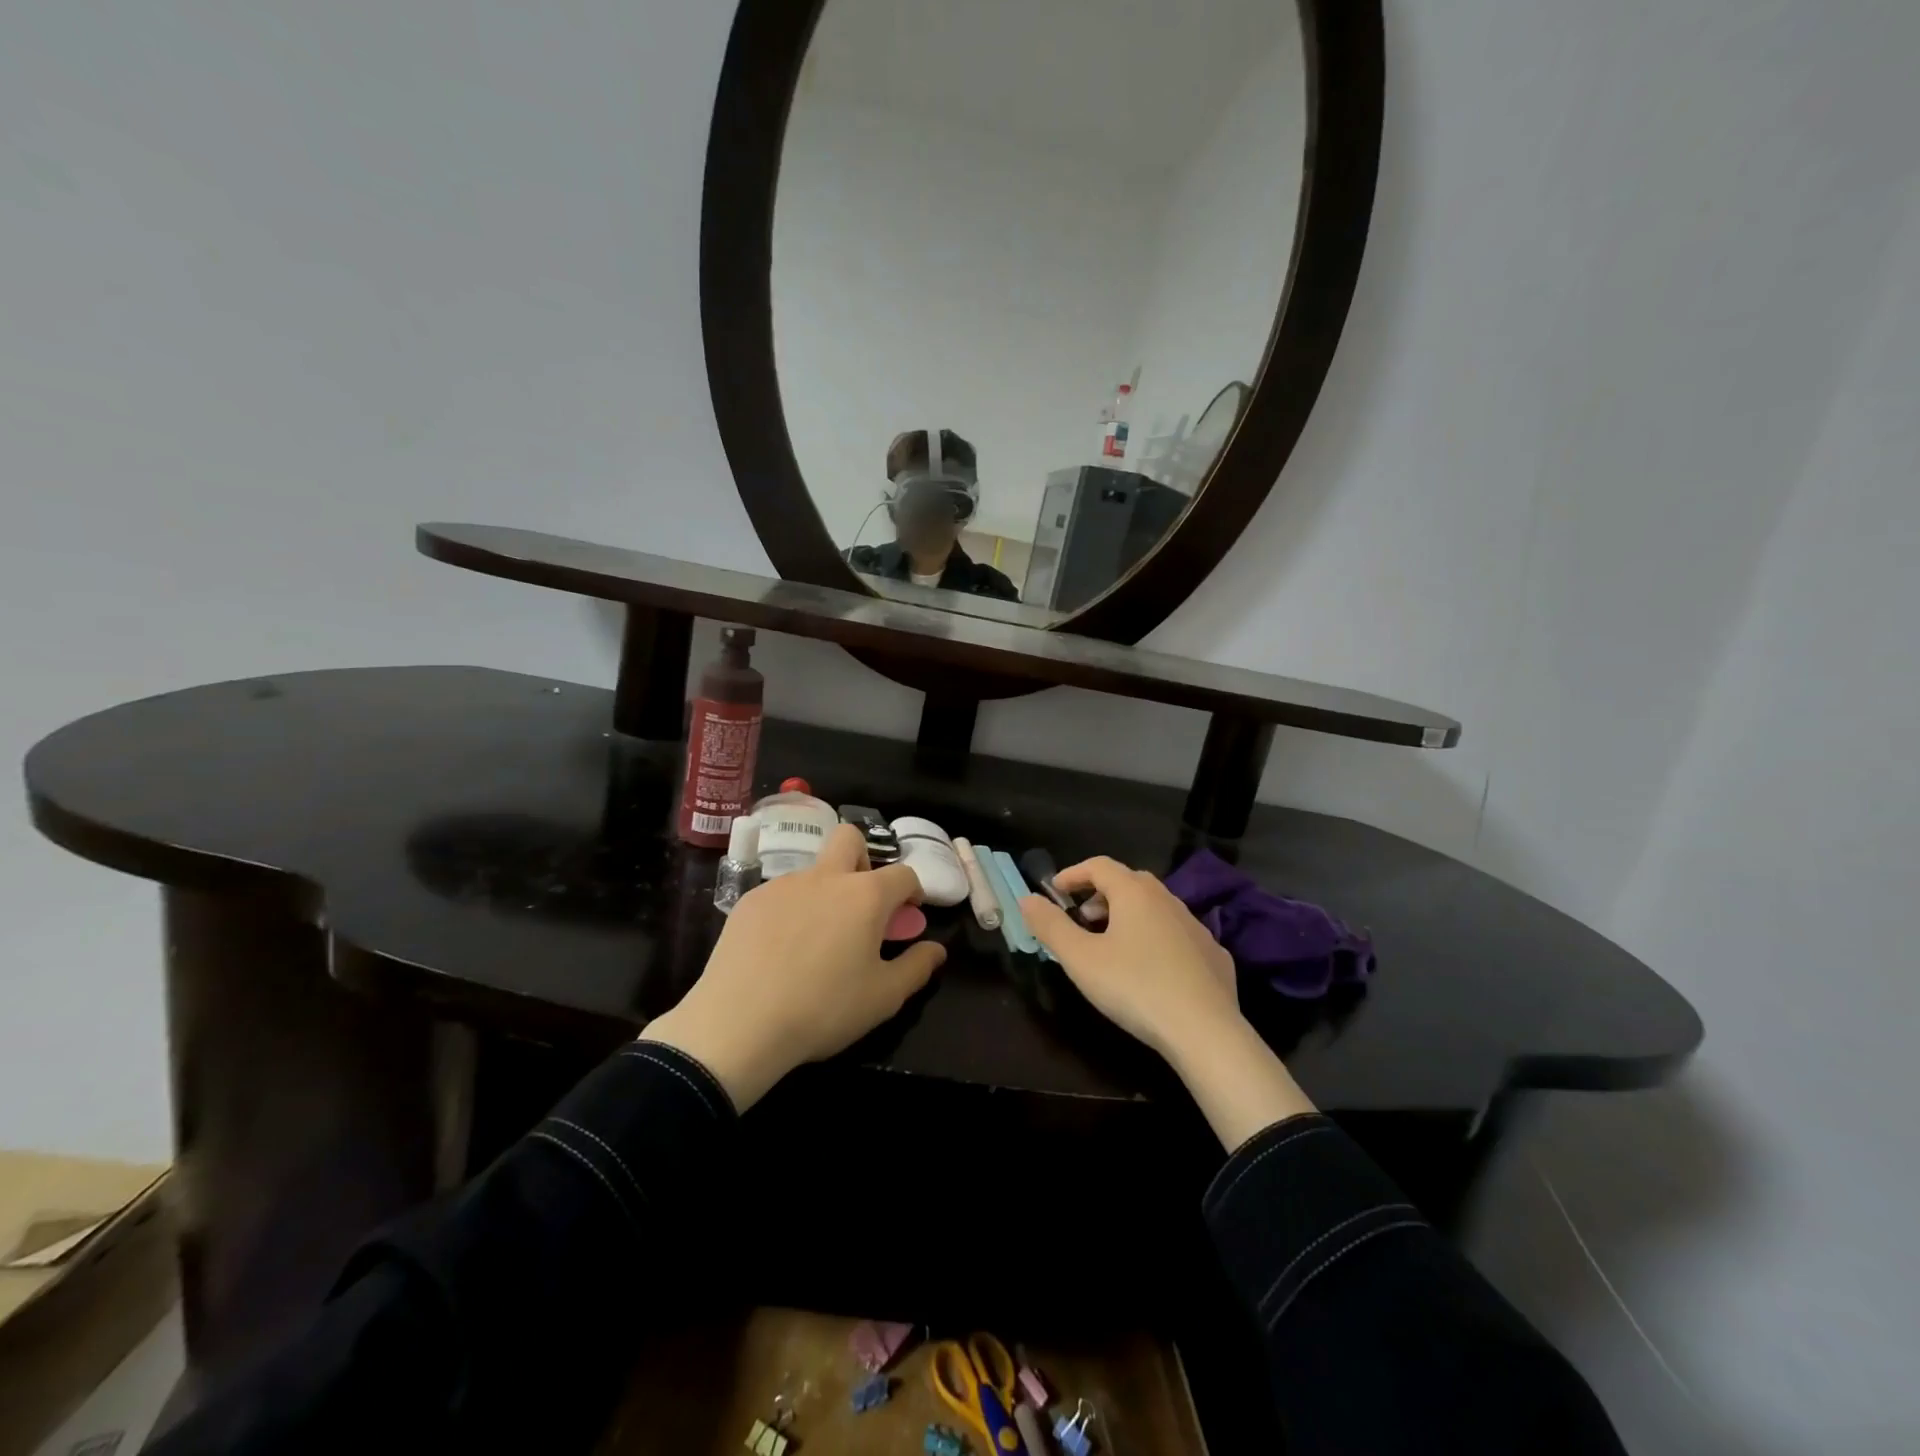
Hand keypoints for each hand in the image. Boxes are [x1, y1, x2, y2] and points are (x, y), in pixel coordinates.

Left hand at [640, 823, 945, 1108]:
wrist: (738, 1024)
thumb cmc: (823, 1009)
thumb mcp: (884, 998)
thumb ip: (917, 967)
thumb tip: (937, 949)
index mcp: (865, 896)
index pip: (903, 874)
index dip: (912, 892)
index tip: (908, 915)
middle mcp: (826, 877)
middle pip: (850, 839)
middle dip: (864, 859)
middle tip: (862, 903)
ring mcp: (784, 884)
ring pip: (814, 870)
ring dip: (826, 891)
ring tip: (816, 939)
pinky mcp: (750, 900)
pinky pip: (781, 893)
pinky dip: (792, 910)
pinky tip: (780, 949)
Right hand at [1019, 855, 1238, 1059]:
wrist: (1205, 1031)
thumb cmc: (1134, 987)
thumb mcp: (1080, 959)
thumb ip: (1050, 926)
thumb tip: (1027, 899)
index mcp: (1134, 893)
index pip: (1099, 865)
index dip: (1073, 873)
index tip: (1055, 891)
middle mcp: (1168, 899)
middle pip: (1129, 882)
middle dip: (1101, 894)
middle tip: (1082, 918)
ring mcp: (1196, 926)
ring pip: (1156, 907)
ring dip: (1129, 916)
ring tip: (1112, 944)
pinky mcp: (1214, 955)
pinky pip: (1178, 935)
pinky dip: (1157, 939)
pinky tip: (1151, 969)